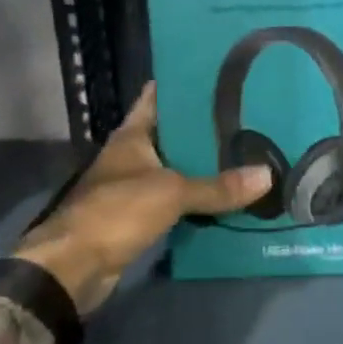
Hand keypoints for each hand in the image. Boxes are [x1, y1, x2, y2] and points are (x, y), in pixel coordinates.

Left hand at [15, 83, 270, 313]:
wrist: (75, 268)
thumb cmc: (117, 211)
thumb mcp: (172, 192)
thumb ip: (217, 186)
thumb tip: (267, 175)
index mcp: (132, 136)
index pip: (156, 98)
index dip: (180, 85)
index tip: (213, 76)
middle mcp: (131, 156)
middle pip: (170, 135)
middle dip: (201, 128)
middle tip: (244, 115)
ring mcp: (132, 187)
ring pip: (174, 169)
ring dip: (200, 166)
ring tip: (242, 151)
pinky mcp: (137, 217)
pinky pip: (174, 200)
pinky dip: (194, 198)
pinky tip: (223, 194)